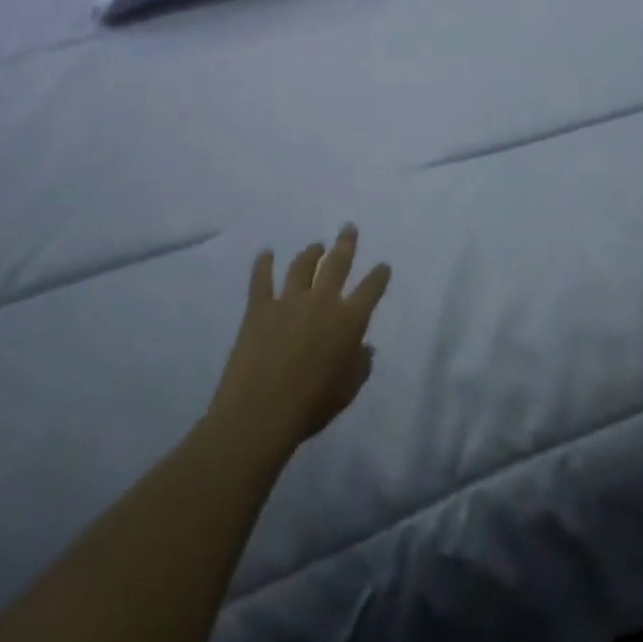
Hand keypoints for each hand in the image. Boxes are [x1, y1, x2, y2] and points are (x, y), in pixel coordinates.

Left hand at [205, 226, 391, 459]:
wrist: (260, 413)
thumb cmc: (312, 404)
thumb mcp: (349, 389)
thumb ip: (361, 364)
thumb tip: (364, 347)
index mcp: (350, 320)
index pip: (371, 289)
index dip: (379, 276)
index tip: (383, 266)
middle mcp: (322, 301)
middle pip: (337, 263)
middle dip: (346, 244)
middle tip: (349, 229)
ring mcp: (288, 301)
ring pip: (302, 266)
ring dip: (311, 253)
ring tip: (316, 246)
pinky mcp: (259, 309)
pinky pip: (261, 279)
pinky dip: (263, 264)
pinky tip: (266, 253)